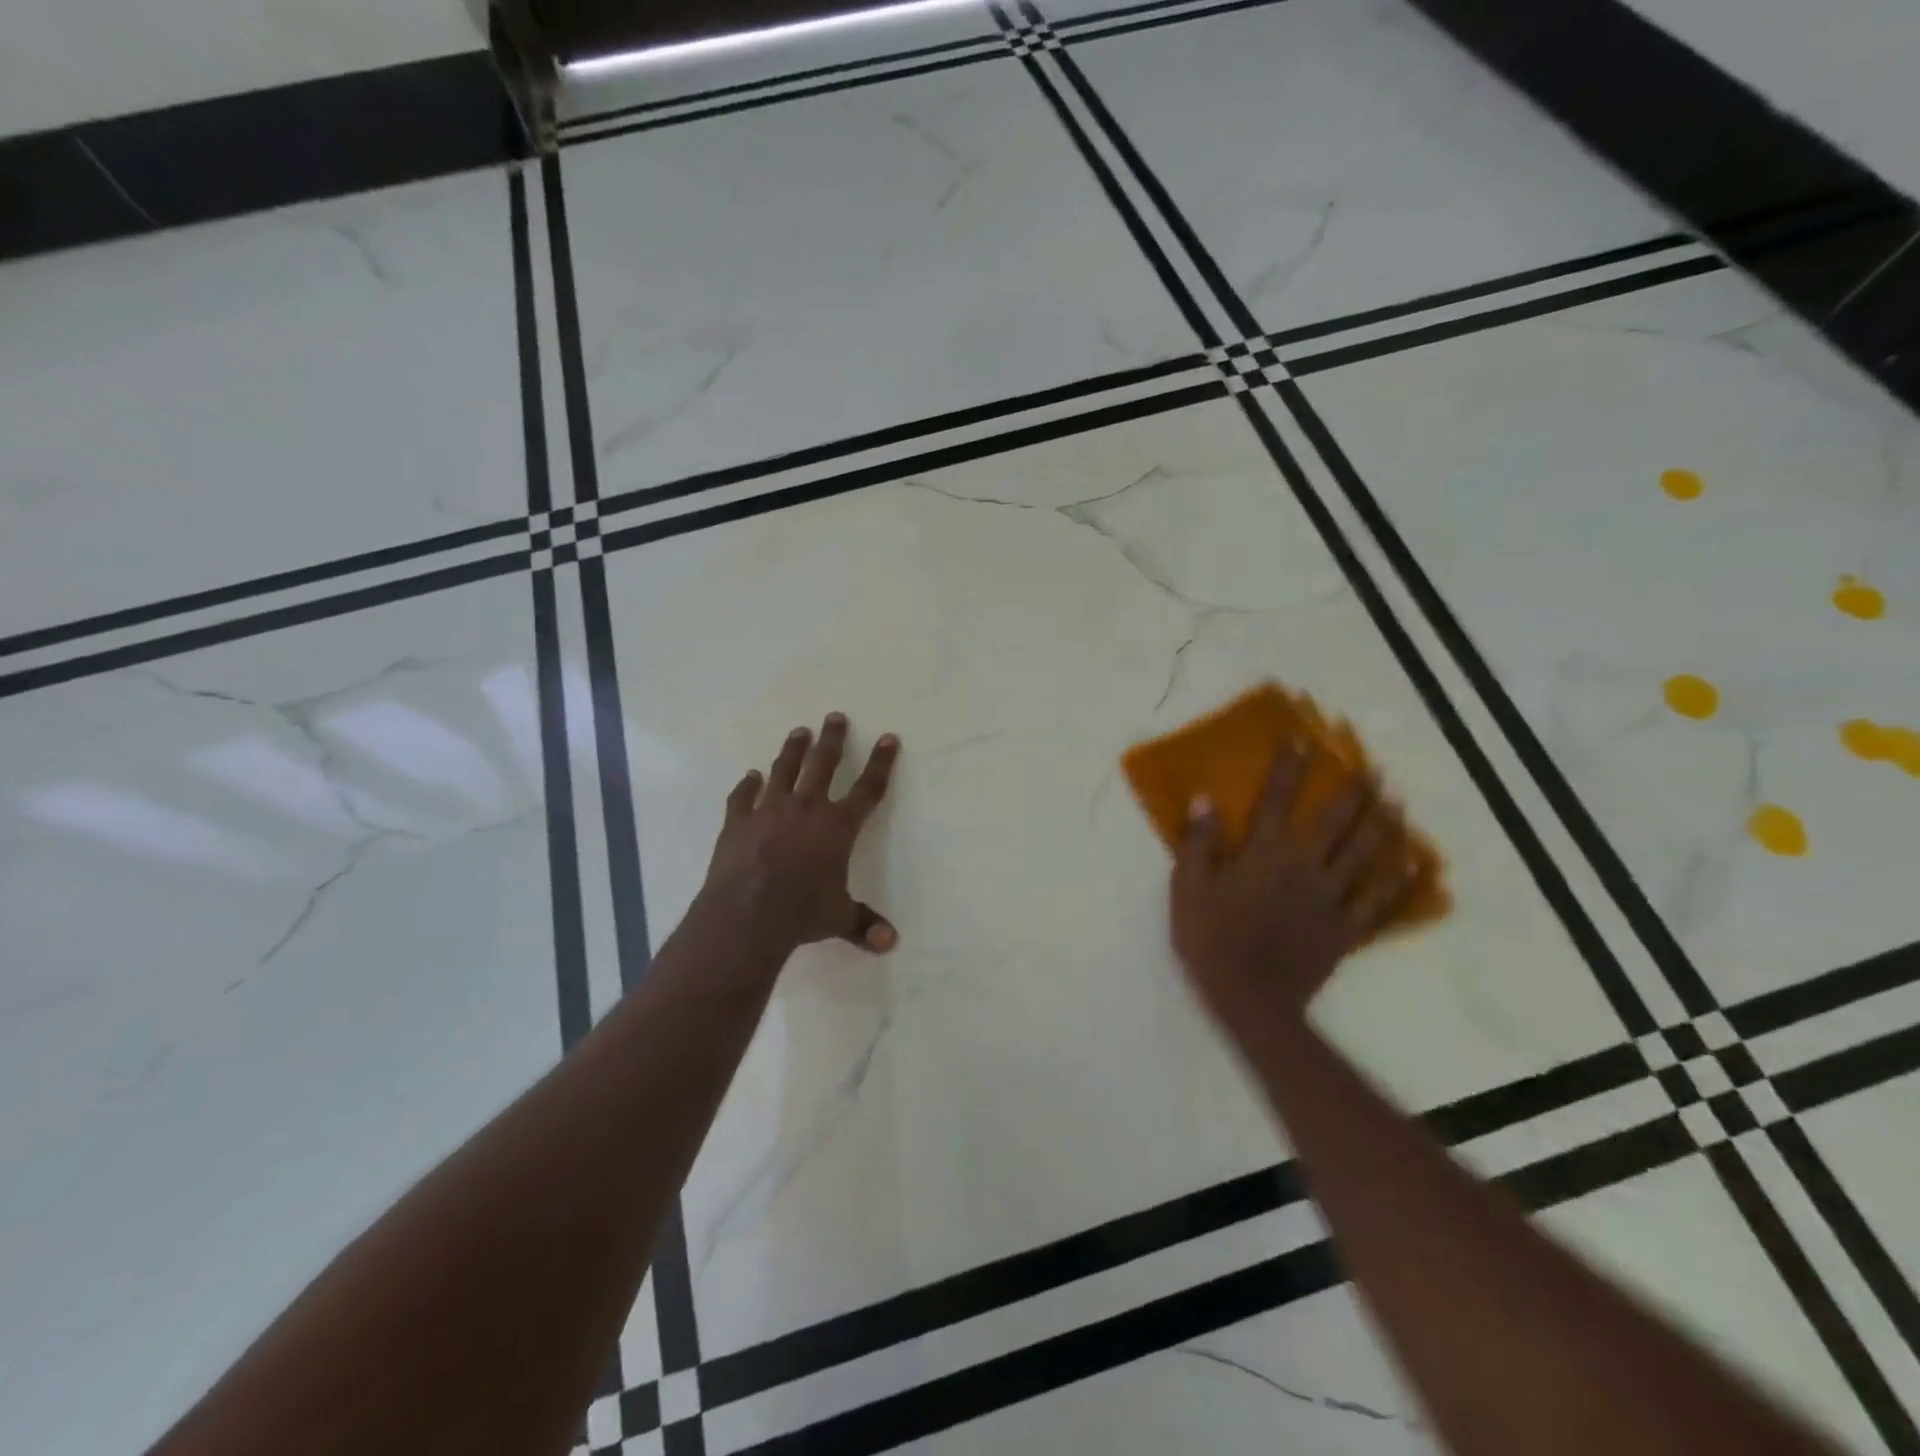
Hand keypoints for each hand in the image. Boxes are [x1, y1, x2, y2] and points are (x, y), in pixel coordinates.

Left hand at [701, 713, 900, 956]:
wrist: (747, 914)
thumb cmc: (801, 913)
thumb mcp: (838, 919)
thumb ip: (863, 925)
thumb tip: (891, 944)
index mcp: (838, 827)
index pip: (868, 789)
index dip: (880, 763)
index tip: (888, 738)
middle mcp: (806, 809)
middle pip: (824, 765)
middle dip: (833, 740)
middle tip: (835, 716)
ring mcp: (769, 811)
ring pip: (784, 771)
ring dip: (793, 750)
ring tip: (799, 732)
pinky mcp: (737, 822)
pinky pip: (743, 797)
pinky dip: (747, 786)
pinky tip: (750, 776)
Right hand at [1171, 739, 1415, 1036]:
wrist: (1250, 999)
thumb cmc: (1210, 939)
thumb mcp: (1188, 888)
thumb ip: (1198, 842)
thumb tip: (1205, 799)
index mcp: (1266, 853)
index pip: (1278, 799)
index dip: (1289, 768)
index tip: (1300, 741)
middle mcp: (1305, 866)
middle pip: (1337, 821)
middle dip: (1355, 791)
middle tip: (1374, 769)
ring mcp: (1331, 898)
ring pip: (1364, 854)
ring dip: (1383, 824)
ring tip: (1398, 802)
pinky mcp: (1346, 928)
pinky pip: (1379, 900)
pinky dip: (1397, 880)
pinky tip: (1413, 863)